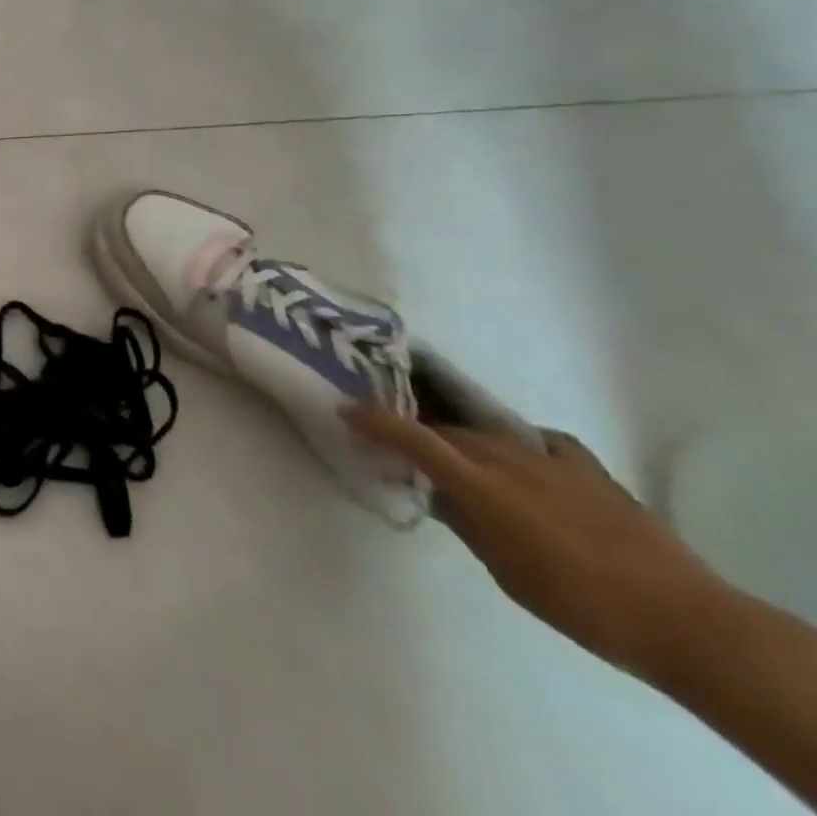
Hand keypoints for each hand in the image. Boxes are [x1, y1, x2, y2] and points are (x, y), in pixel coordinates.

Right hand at [348, 406, 722, 677]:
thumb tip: (438, 493)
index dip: (373, 419)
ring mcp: (547, 457)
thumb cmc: (576, 603)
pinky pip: (538, 441)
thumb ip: (465, 521)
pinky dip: (520, 445)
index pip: (411, 437)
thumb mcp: (503, 569)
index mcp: (478, 484)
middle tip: (402, 444)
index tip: (345, 409)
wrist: (681, 618)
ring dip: (465, 440)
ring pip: (487, 432)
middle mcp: (505, 457)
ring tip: (459, 454)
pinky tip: (524, 458)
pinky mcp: (584, 466)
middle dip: (419, 433)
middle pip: (447, 431)